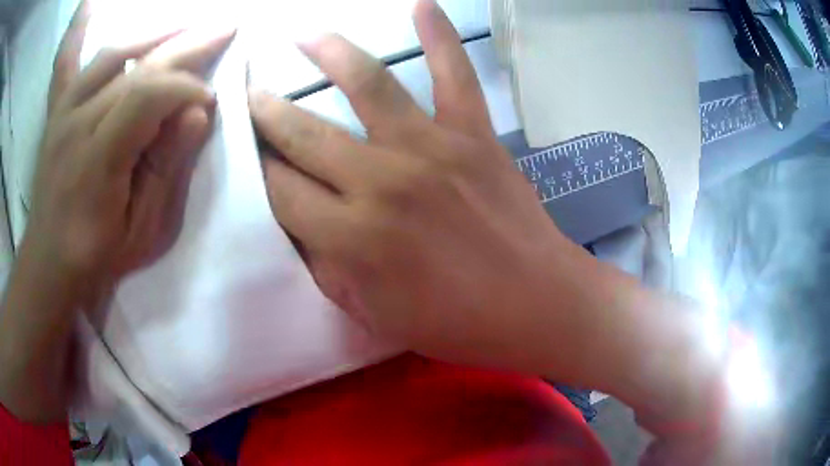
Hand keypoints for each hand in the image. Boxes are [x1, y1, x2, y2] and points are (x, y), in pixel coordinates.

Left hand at [27, 0, 234, 284]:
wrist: (50, 261)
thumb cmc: (97, 255)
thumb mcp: (142, 230)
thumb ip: (167, 168)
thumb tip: (198, 112)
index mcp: (97, 160)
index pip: (146, 96)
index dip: (184, 88)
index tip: (209, 100)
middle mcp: (76, 124)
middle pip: (134, 68)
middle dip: (185, 46)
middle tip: (225, 28)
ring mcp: (62, 112)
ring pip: (110, 55)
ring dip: (151, 33)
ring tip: (184, 23)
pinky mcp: (56, 111)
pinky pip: (64, 60)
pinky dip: (77, 27)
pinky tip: (89, 1)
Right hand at [249, 0, 598, 373]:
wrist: (535, 303)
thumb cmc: (455, 322)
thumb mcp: (372, 314)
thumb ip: (326, 268)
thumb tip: (299, 225)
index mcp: (351, 237)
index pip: (280, 191)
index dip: (258, 172)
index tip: (248, 155)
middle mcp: (381, 181)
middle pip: (304, 134)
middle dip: (267, 112)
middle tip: (249, 94)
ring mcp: (431, 148)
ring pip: (367, 84)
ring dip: (328, 52)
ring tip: (301, 35)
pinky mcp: (474, 135)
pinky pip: (454, 73)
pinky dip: (439, 35)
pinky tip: (421, 5)